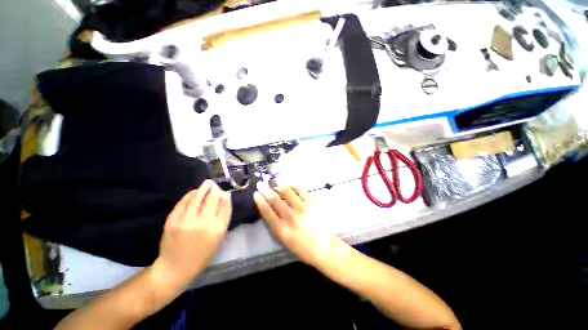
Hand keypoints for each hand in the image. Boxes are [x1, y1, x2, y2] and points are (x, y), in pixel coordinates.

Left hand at [153, 180, 231, 287]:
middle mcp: (203, 223)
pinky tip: (194, 191)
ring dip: (203, 188)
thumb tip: (224, 200)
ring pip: (197, 198)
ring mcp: (186, 221)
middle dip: (216, 189)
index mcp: (217, 229)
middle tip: (216, 183)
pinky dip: (189, 195)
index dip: (226, 197)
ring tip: (207, 182)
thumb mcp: (218, 240)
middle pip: (213, 200)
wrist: (175, 268)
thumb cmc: (202, 255)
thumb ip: (223, 219)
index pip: (225, 207)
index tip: (226, 191)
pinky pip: (183, 203)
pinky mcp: (172, 221)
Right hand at [254, 182, 339, 264]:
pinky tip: (289, 182)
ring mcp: (302, 208)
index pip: (267, 211)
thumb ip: (275, 226)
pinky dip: (293, 184)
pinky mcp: (312, 203)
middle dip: (265, 190)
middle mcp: (290, 217)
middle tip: (261, 184)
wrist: (324, 247)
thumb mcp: (284, 241)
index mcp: (281, 229)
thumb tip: (269, 210)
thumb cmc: (303, 247)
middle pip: (274, 200)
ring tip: (275, 180)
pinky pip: (301, 190)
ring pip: (287, 192)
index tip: (256, 194)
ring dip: (278, 184)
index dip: (260, 201)